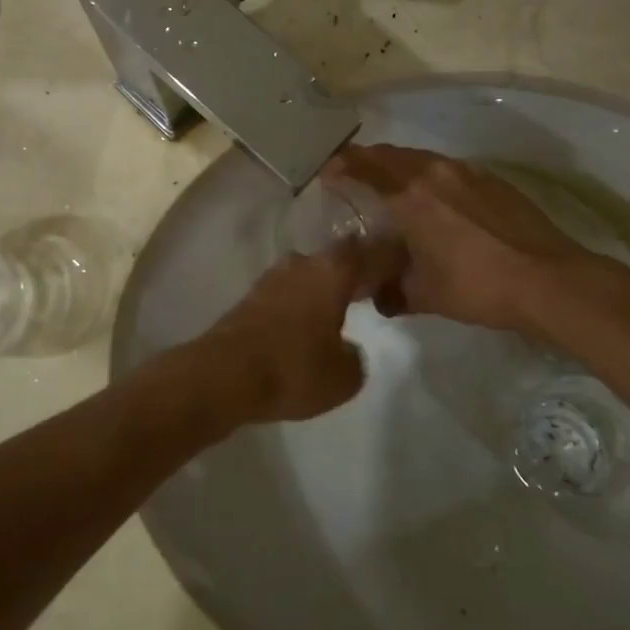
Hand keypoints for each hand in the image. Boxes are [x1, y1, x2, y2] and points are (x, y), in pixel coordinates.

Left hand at [203, 237, 403, 423]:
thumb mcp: (344, 377)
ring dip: (326, 285)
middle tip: (373, 287)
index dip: (391, 257)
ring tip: (340, 308)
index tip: (405, 264)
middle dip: (356, 269)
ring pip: (310, 272)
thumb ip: (355, 357)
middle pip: (338, 257)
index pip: (372, 252)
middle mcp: (303, 264)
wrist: (223, 374)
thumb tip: (346, 348)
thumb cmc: (293, 369)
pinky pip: (289, 291)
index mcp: (333, 271)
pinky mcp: (251, 297)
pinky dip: (302, 301)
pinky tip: (307, 322)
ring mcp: (272, 277)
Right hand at [324, 144, 615, 336]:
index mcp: (410, 196)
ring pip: (420, 158)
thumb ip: (390, 290)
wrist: (549, 280)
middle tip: (351, 176)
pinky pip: (446, 168)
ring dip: (398, 165)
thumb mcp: (424, 294)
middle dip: (366, 161)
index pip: (364, 167)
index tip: (325, 173)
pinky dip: (428, 174)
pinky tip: (434, 199)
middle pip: (390, 154)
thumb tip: (374, 296)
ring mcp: (467, 172)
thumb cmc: (477, 286)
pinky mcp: (491, 180)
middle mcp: (435, 173)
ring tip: (390, 185)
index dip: (340, 166)